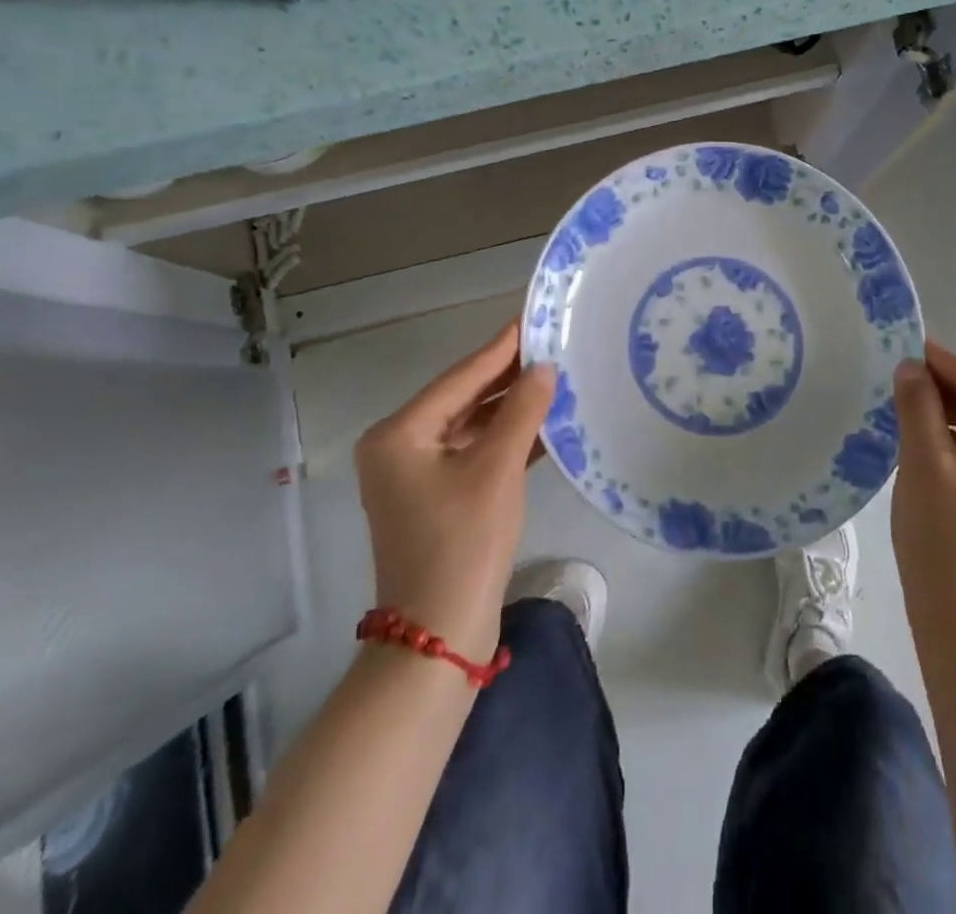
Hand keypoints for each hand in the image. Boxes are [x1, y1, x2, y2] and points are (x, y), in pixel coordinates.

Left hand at [353, 321, 555, 661]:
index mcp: (399, 434)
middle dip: (508, 377)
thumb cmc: (463, 544)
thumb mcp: (496, 469)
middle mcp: (400, 447)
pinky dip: (506, 441)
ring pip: (471, 427)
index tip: (532, 318)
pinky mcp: (436, 498)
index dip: (500, 348)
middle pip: (463, 399)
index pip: (460, 377)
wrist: (439, 637)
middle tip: (551, 346)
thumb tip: (544, 368)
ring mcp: (415, 475)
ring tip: (555, 379)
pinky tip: (544, 425)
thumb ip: (521, 411)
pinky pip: (473, 454)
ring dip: (510, 409)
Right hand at [891, 340, 955, 659]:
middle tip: (896, 376)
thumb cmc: (945, 542)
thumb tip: (910, 366)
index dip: (941, 360)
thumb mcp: (925, 465)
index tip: (901, 345)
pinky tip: (920, 434)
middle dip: (944, 384)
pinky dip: (952, 435)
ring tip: (902, 402)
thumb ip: (919, 407)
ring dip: (946, 408)